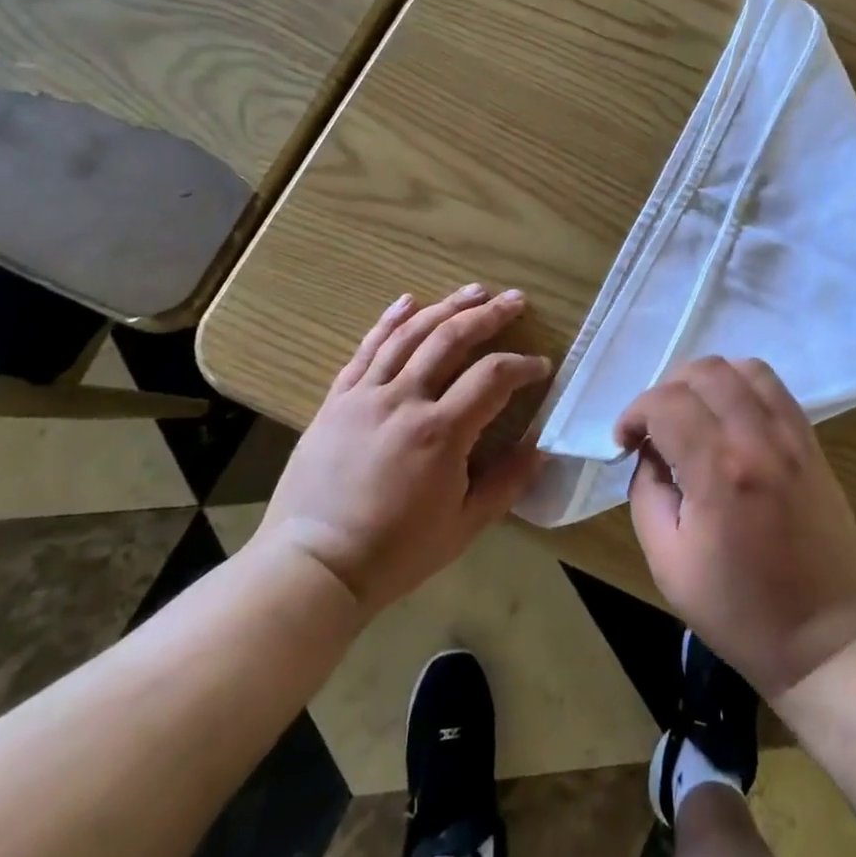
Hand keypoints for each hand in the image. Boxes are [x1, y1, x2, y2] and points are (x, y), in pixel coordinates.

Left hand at [254, 285, 551, 613]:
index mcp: (440, 432)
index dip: (522, 365)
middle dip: (489, 316)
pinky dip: (388, 321)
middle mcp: (403, 400)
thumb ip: (507, 483)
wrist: (314, 565)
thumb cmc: (395, 552)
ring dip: (445, 307)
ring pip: (409, 335)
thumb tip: (542, 448)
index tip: (541, 366)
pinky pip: (366, 350)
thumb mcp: (464, 526)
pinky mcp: (337, 400)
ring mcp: (365, 395)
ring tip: (473, 291)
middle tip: (515, 300)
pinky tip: (407, 301)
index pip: (492, 377)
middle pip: (451, 339)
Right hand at [622, 357, 855, 697]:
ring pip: (744, 368)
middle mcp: (758, 440)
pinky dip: (743, 387)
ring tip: (694, 415)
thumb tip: (650, 454)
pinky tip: (729, 419)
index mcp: (718, 472)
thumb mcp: (668, 563)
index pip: (665, 403)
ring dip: (707, 381)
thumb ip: (647, 495)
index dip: (634, 414)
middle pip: (705, 371)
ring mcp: (793, 438)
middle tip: (656, 428)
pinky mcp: (813, 444)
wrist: (826, 639)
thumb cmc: (739, 612)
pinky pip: (776, 389)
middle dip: (667, 389)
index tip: (625, 442)